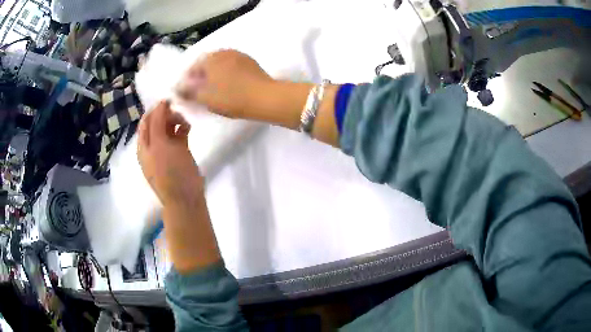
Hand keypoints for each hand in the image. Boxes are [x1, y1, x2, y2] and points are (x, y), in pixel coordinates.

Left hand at [138, 101, 203, 206]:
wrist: (185, 198)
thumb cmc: (170, 172)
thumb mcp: (160, 145)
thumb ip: (158, 123)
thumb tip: (161, 103)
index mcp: (144, 146)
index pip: (146, 121)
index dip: (155, 110)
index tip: (169, 101)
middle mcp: (153, 146)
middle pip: (157, 123)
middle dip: (167, 115)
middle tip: (179, 114)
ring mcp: (166, 150)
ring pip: (168, 127)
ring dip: (176, 120)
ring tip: (185, 122)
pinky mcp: (179, 153)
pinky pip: (179, 135)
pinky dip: (183, 129)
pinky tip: (189, 128)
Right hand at [176, 49, 273, 117]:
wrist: (265, 97)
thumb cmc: (231, 98)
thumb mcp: (205, 97)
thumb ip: (188, 92)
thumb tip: (177, 87)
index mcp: (211, 58)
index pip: (192, 66)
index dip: (187, 80)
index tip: (186, 92)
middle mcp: (224, 52)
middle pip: (206, 63)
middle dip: (200, 76)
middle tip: (199, 92)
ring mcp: (239, 55)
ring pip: (220, 64)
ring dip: (213, 74)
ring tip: (214, 90)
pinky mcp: (250, 62)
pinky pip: (232, 66)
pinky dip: (226, 74)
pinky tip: (229, 85)